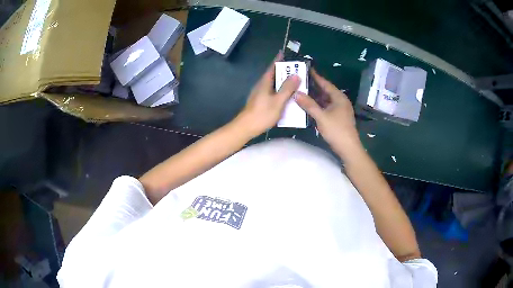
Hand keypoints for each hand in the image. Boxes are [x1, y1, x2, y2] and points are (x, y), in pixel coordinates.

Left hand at [237, 52, 301, 136]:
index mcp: (265, 82)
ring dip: (283, 82)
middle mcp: (262, 86)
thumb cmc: (262, 113)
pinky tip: (288, 96)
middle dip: (284, 71)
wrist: (246, 127)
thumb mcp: (278, 101)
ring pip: (274, 84)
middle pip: (274, 75)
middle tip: (296, 69)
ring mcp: (261, 94)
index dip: (278, 60)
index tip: (284, 52)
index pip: (272, 67)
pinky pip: (273, 92)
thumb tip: (296, 75)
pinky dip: (281, 91)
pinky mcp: (261, 102)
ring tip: (295, 81)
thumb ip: (287, 88)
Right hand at [296, 70, 360, 155]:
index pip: (326, 83)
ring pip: (326, 100)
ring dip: (315, 97)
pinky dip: (318, 105)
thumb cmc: (336, 130)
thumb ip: (309, 105)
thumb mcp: (321, 117)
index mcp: (339, 97)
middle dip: (314, 86)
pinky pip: (326, 107)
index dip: (316, 76)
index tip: (307, 69)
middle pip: (326, 91)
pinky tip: (309, 105)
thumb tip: (296, 93)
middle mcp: (340, 101)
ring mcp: (340, 110)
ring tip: (302, 91)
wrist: (348, 148)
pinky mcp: (338, 117)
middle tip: (301, 81)